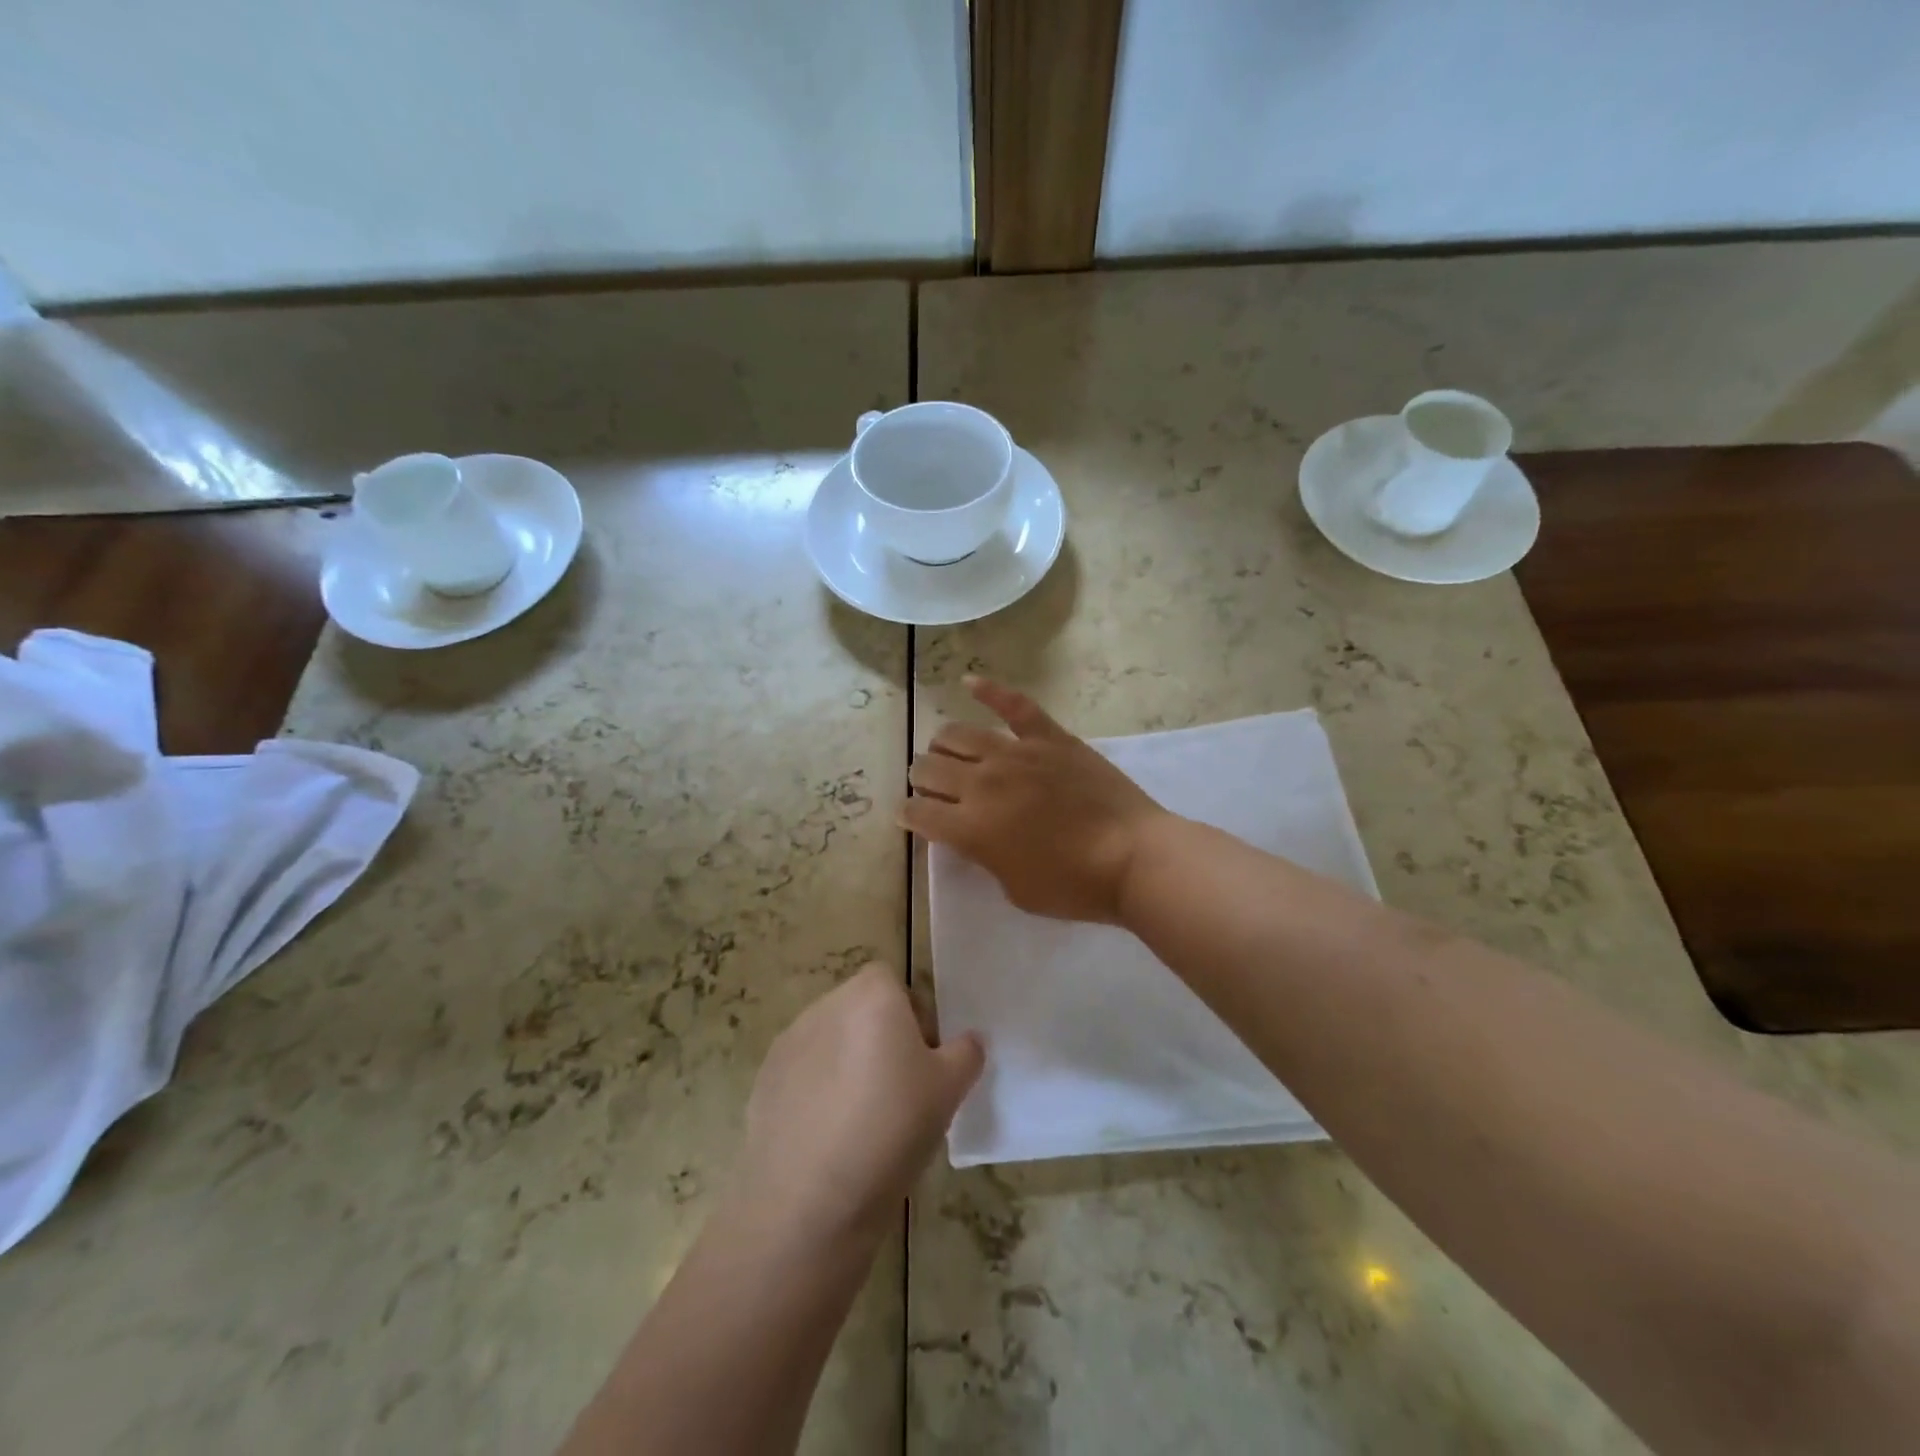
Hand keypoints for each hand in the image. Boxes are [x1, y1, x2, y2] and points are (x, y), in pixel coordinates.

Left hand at [735, 964, 981, 1248]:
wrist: (809, 1200)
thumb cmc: (891, 1129)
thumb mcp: (950, 1091)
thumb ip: (965, 1053)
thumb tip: (967, 1041)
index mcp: (872, 995)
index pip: (893, 983)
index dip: (911, 1015)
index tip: (923, 1060)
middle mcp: (827, 1005)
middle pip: (860, 1009)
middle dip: (880, 1038)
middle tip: (900, 1091)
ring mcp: (789, 1042)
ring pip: (831, 1041)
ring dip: (847, 1064)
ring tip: (862, 1120)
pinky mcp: (764, 1080)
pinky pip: (802, 1073)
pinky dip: (816, 1093)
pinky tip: (828, 1138)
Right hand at [901, 677, 1173, 922]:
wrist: (1134, 857)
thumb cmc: (1074, 886)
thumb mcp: (1014, 889)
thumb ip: (984, 856)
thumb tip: (972, 834)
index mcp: (970, 827)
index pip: (918, 812)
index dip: (908, 814)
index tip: (910, 816)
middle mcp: (982, 783)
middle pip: (929, 768)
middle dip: (920, 778)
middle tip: (931, 787)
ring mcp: (1016, 753)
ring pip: (958, 734)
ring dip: (943, 745)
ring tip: (947, 752)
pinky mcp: (1049, 737)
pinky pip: (1014, 705)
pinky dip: (989, 690)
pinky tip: (969, 681)